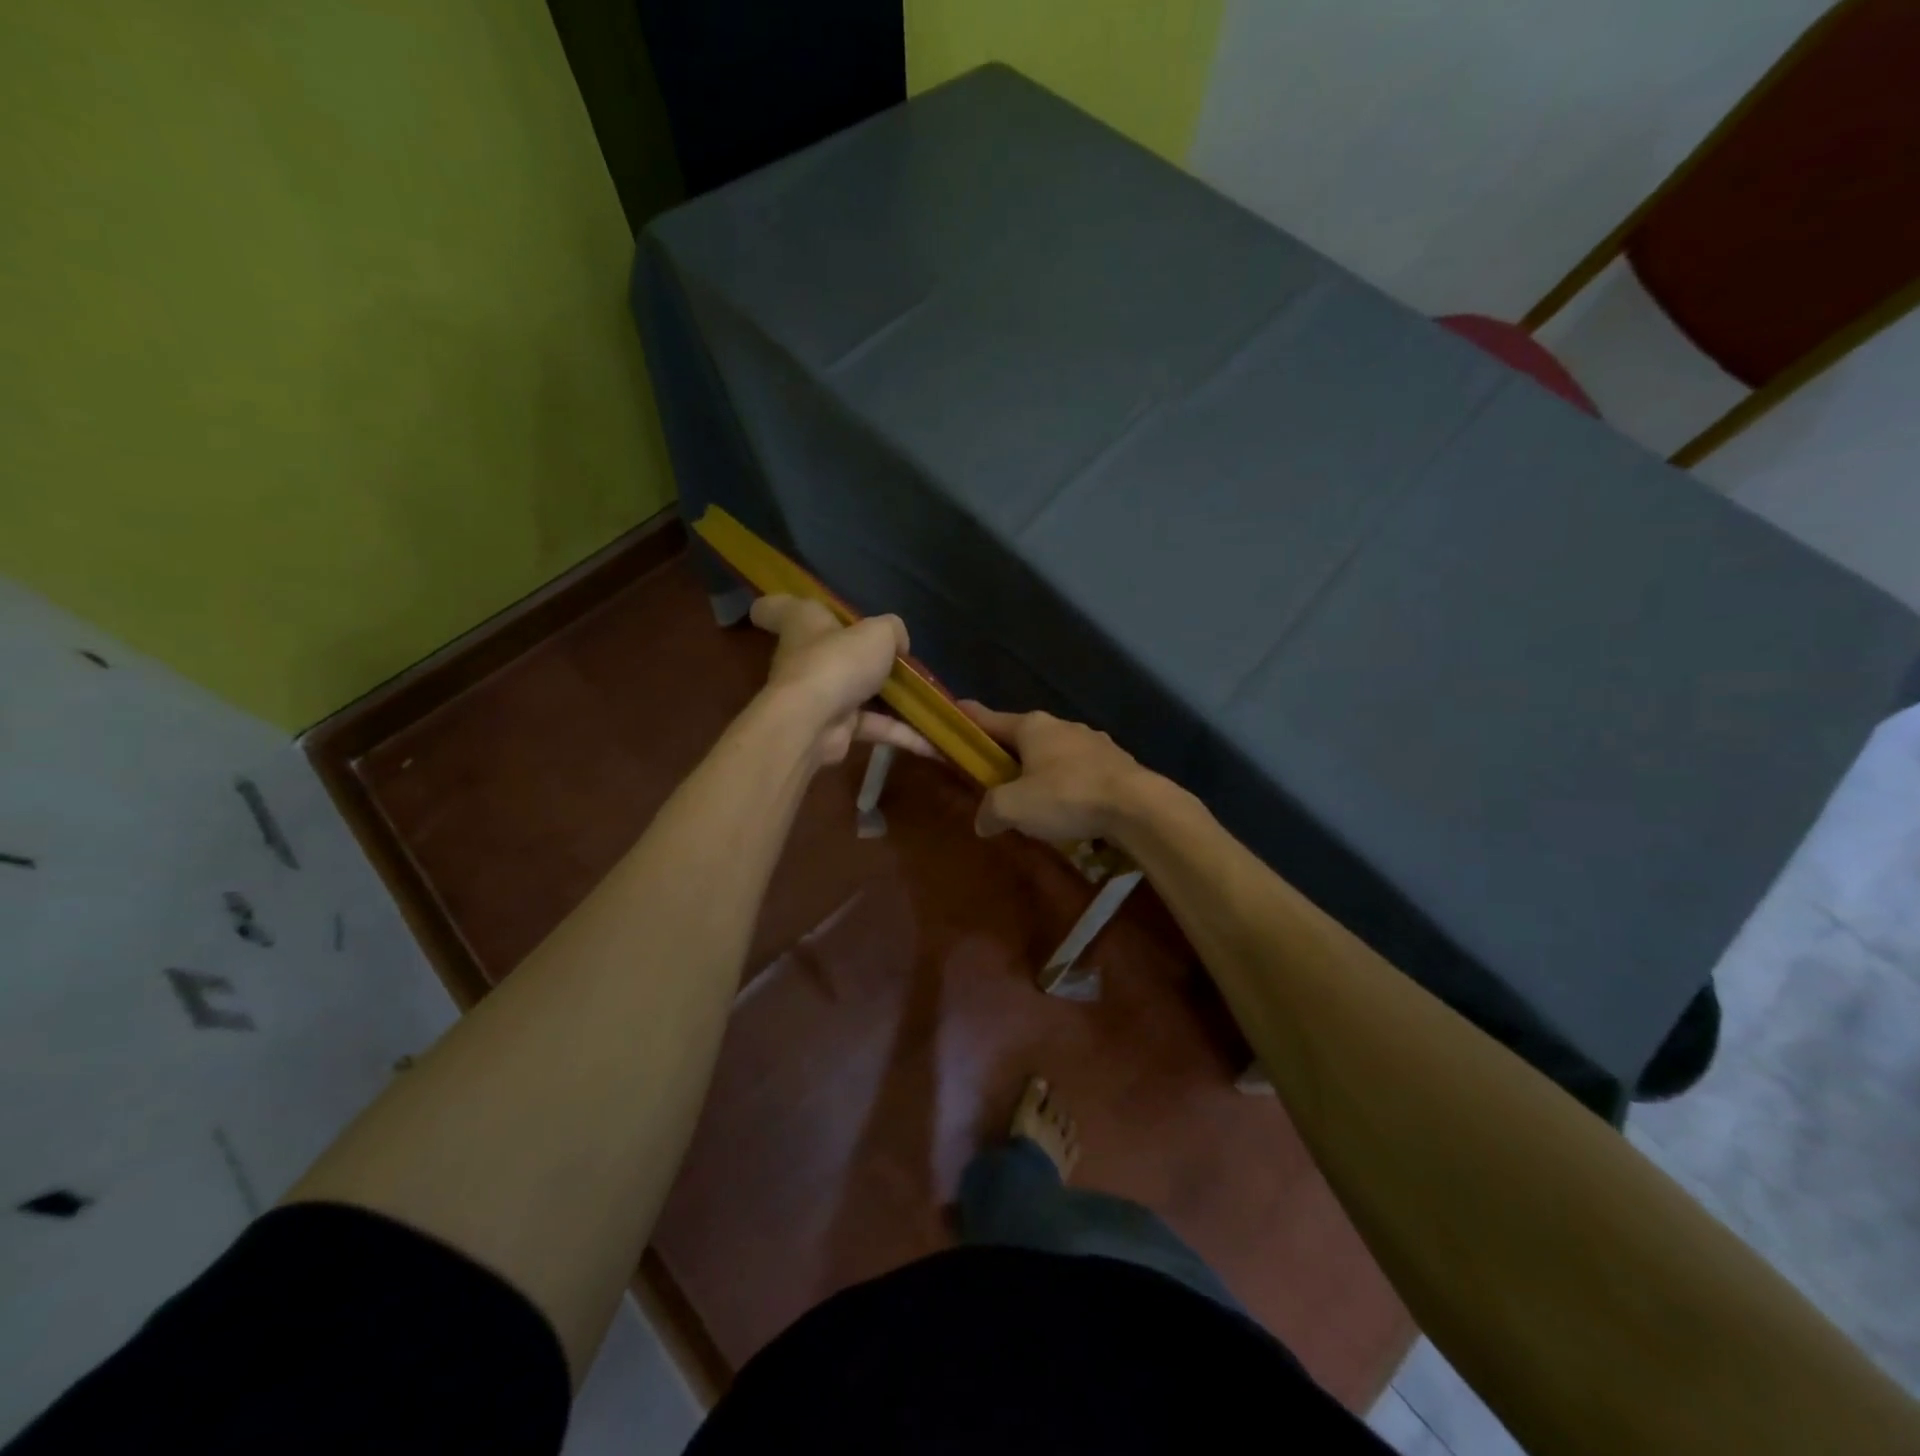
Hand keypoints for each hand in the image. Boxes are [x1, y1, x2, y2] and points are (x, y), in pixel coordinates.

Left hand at [750, 595, 933, 766]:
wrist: (814, 721)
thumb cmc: (838, 662)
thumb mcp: (878, 633)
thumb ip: (892, 631)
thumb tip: (898, 646)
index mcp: (804, 623)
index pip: (777, 608)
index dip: (778, 605)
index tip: (783, 606)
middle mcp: (806, 658)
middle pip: (829, 652)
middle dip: (859, 657)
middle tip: (897, 659)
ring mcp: (820, 696)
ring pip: (859, 693)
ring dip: (892, 701)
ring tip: (930, 703)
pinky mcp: (836, 730)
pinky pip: (874, 727)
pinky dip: (902, 734)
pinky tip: (934, 742)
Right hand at [961, 701, 1151, 841]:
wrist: (1137, 806)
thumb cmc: (1067, 796)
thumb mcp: (1014, 807)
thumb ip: (991, 811)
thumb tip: (984, 821)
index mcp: (1032, 726)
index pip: (990, 719)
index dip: (970, 718)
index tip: (956, 710)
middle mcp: (1062, 726)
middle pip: (1024, 738)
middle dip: (1009, 755)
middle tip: (996, 777)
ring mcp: (1093, 742)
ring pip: (1056, 755)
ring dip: (1043, 772)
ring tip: (1037, 801)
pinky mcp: (1117, 763)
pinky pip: (1081, 772)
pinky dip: (1070, 786)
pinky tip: (1072, 810)